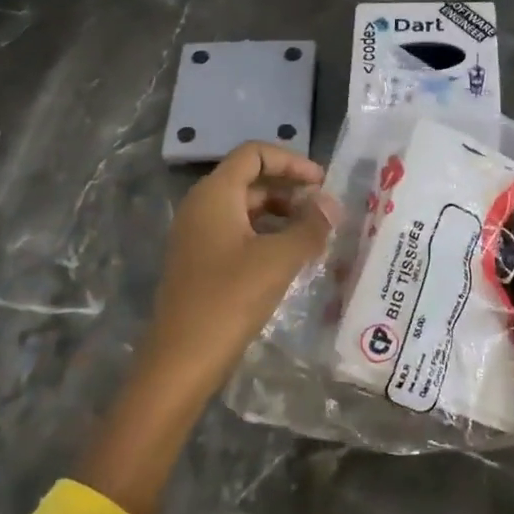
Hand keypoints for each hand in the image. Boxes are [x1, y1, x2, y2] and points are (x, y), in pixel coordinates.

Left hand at [143, 142, 338, 394]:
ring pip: (245, 208)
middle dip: (290, 189)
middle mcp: (201, 206)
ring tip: (314, 235)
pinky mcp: (199, 261)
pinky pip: (237, 232)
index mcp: (215, 194)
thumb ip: (310, 226)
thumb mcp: (279, 259)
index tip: (322, 183)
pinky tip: (289, 258)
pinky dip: (266, 235)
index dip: (291, 161)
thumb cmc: (230, 299)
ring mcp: (197, 235)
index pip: (254, 154)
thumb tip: (332, 204)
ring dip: (281, 214)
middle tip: (324, 211)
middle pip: (250, 179)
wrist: (181, 359)